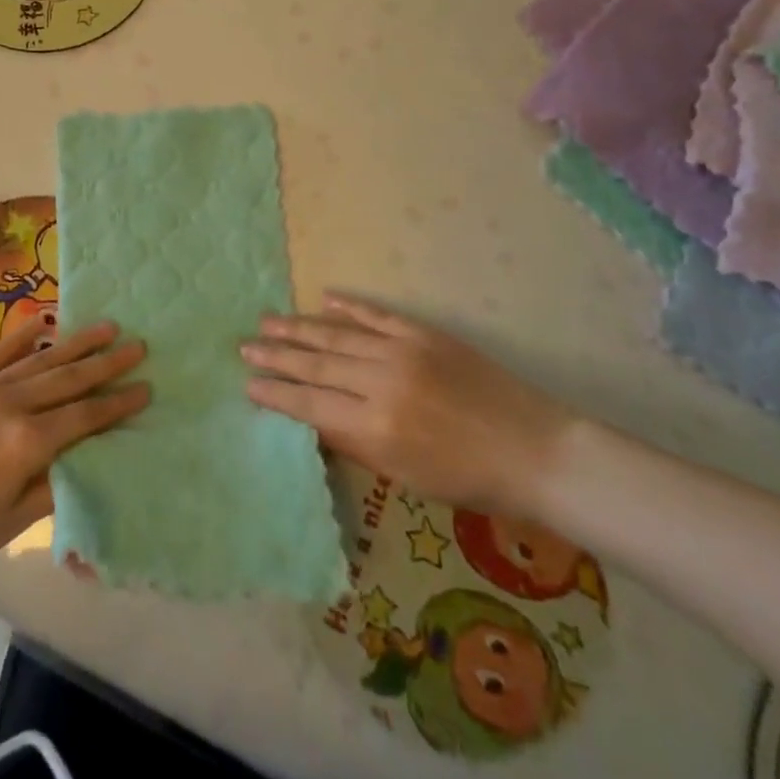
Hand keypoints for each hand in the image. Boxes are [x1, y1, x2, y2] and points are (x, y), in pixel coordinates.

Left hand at [0, 317, 147, 587]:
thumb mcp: (5, 526)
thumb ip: (50, 489)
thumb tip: (85, 460)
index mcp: (24, 444)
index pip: (83, 418)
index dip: (117, 404)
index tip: (146, 387)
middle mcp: (9, 404)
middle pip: (68, 379)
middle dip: (107, 363)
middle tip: (139, 345)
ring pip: (40, 359)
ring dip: (76, 342)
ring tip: (107, 326)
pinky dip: (24, 336)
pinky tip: (45, 320)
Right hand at [242, 292, 572, 514]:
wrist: (534, 450)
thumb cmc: (468, 479)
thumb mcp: (404, 476)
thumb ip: (354, 443)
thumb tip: (313, 418)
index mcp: (375, 427)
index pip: (310, 404)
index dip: (276, 393)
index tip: (248, 383)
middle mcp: (381, 382)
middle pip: (316, 363)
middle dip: (277, 355)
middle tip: (245, 345)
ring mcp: (403, 351)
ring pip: (338, 334)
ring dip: (300, 327)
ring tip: (268, 320)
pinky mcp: (424, 333)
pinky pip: (377, 314)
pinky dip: (349, 306)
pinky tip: (324, 299)